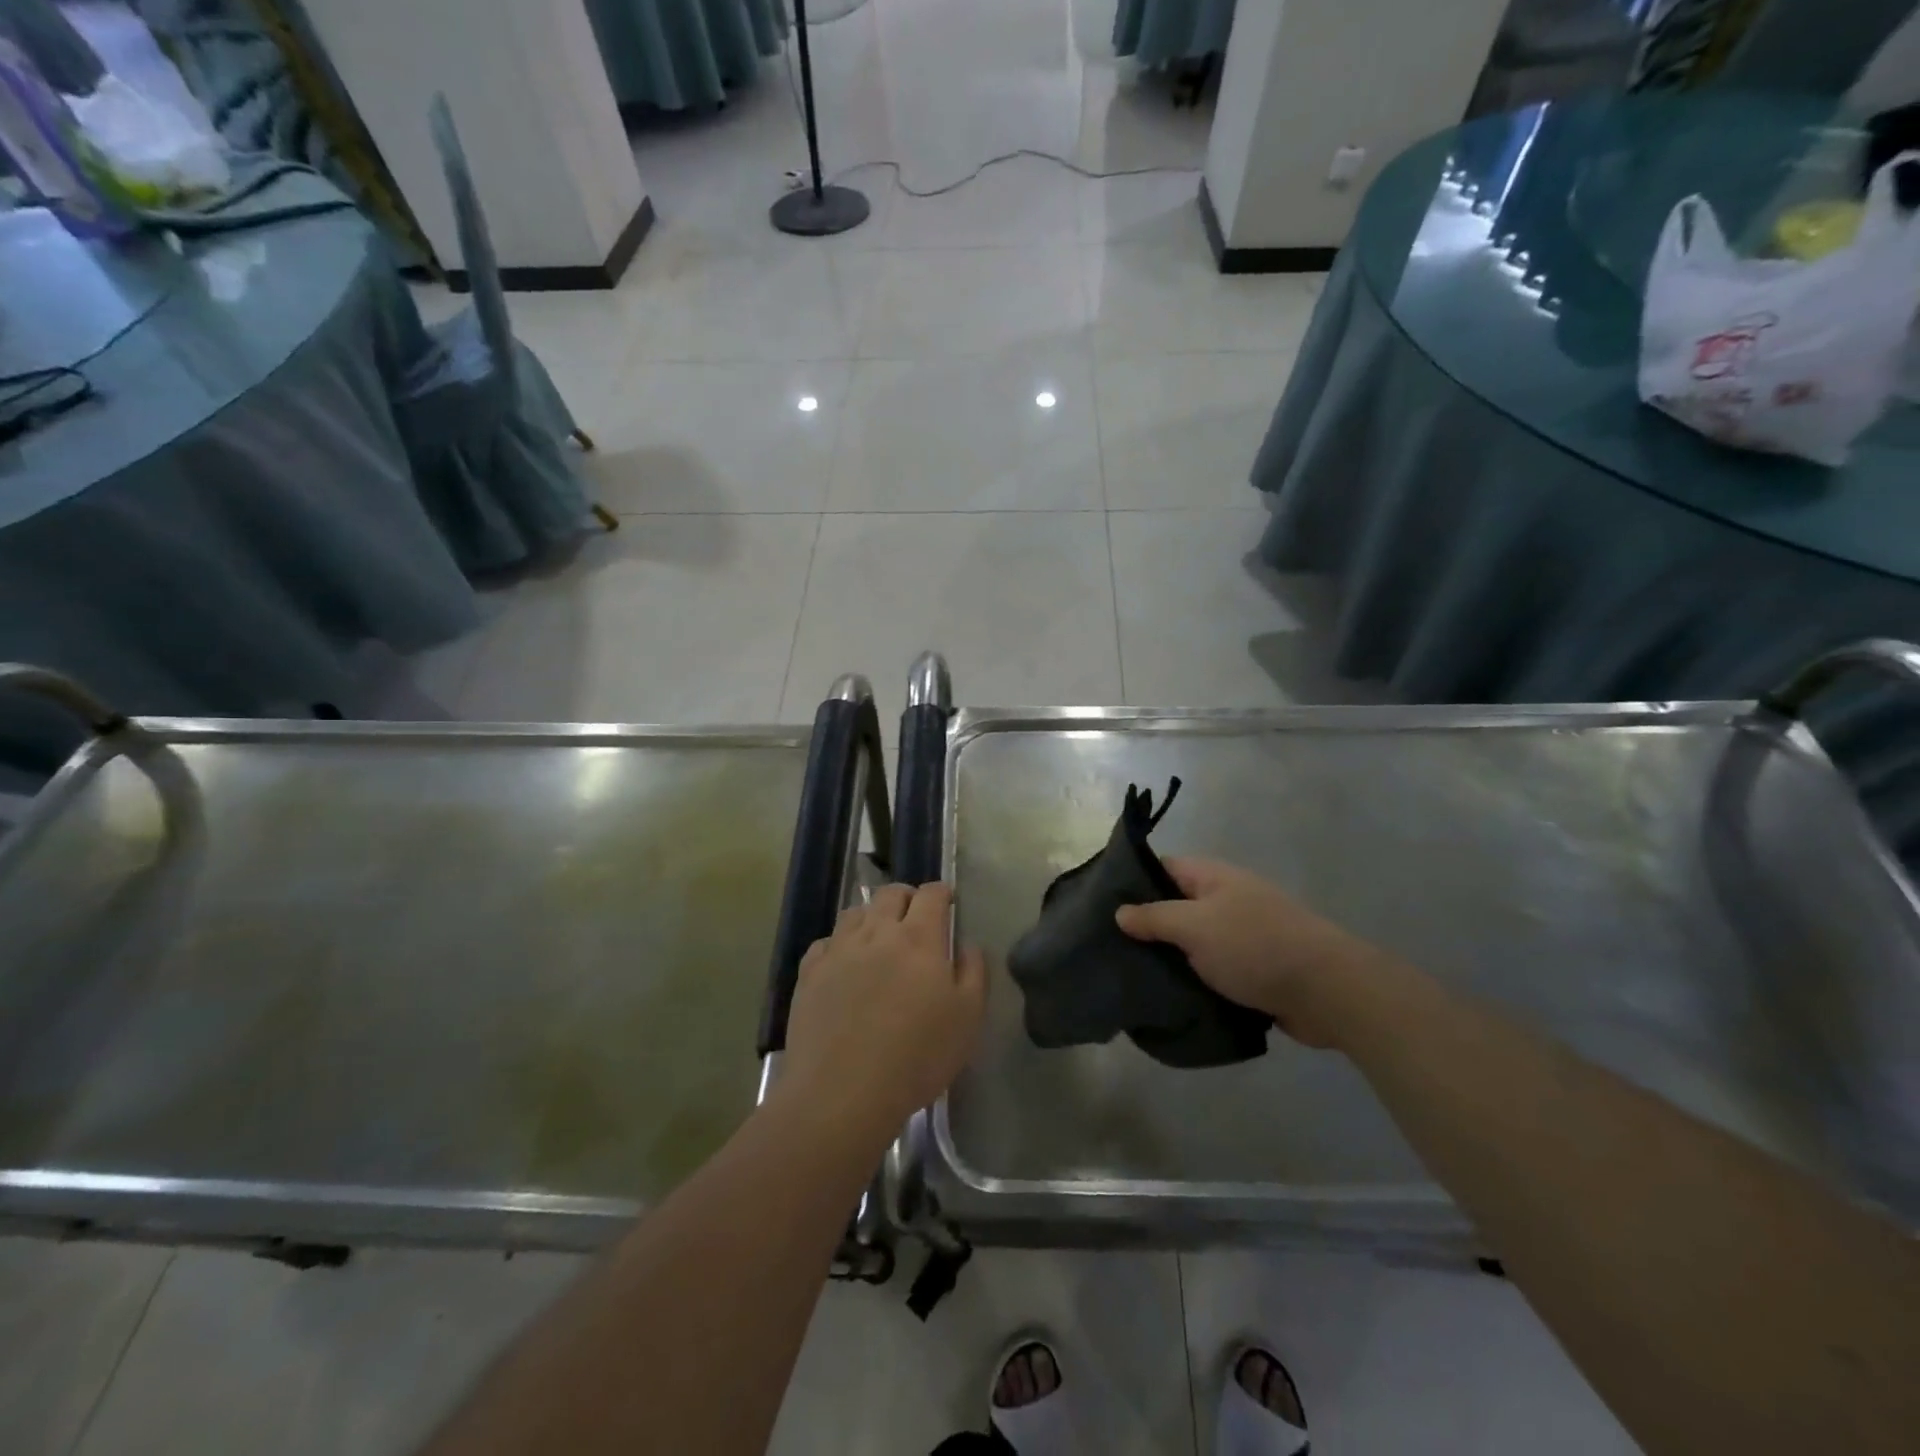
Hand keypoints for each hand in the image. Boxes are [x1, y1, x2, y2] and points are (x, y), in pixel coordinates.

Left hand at [780, 883, 987, 1146]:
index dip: (942, 892)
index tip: (948, 902)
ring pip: (855, 912)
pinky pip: (825, 943)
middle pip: (890, 894)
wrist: (843, 1092)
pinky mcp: (809, 973)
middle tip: (915, 915)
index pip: (931, 895)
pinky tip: (843, 963)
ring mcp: (838, 950)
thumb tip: (967, 944)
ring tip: (879, 937)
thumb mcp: (967, 1018)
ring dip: (871, 916)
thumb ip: (973, 972)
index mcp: (919, 938)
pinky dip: (839, 944)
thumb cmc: (917, 1057)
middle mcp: (877, 932)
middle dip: (907, 897)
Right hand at [1115, 858, 1388, 1048]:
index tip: (1100, 905)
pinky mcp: (1252, 970)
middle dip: (1146, 926)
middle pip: (1175, 907)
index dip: (1132, 882)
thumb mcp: (1195, 926)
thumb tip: (1120, 911)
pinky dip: (1192, 980)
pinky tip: (1166, 996)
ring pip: (1192, 942)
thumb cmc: (1254, 946)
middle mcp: (1226, 900)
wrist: (1327, 991)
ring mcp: (1241, 935)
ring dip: (1169, 958)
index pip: (1162, 868)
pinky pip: (1211, 969)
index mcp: (1212, 877)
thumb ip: (1155, 917)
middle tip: (1108, 947)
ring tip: (1129, 975)